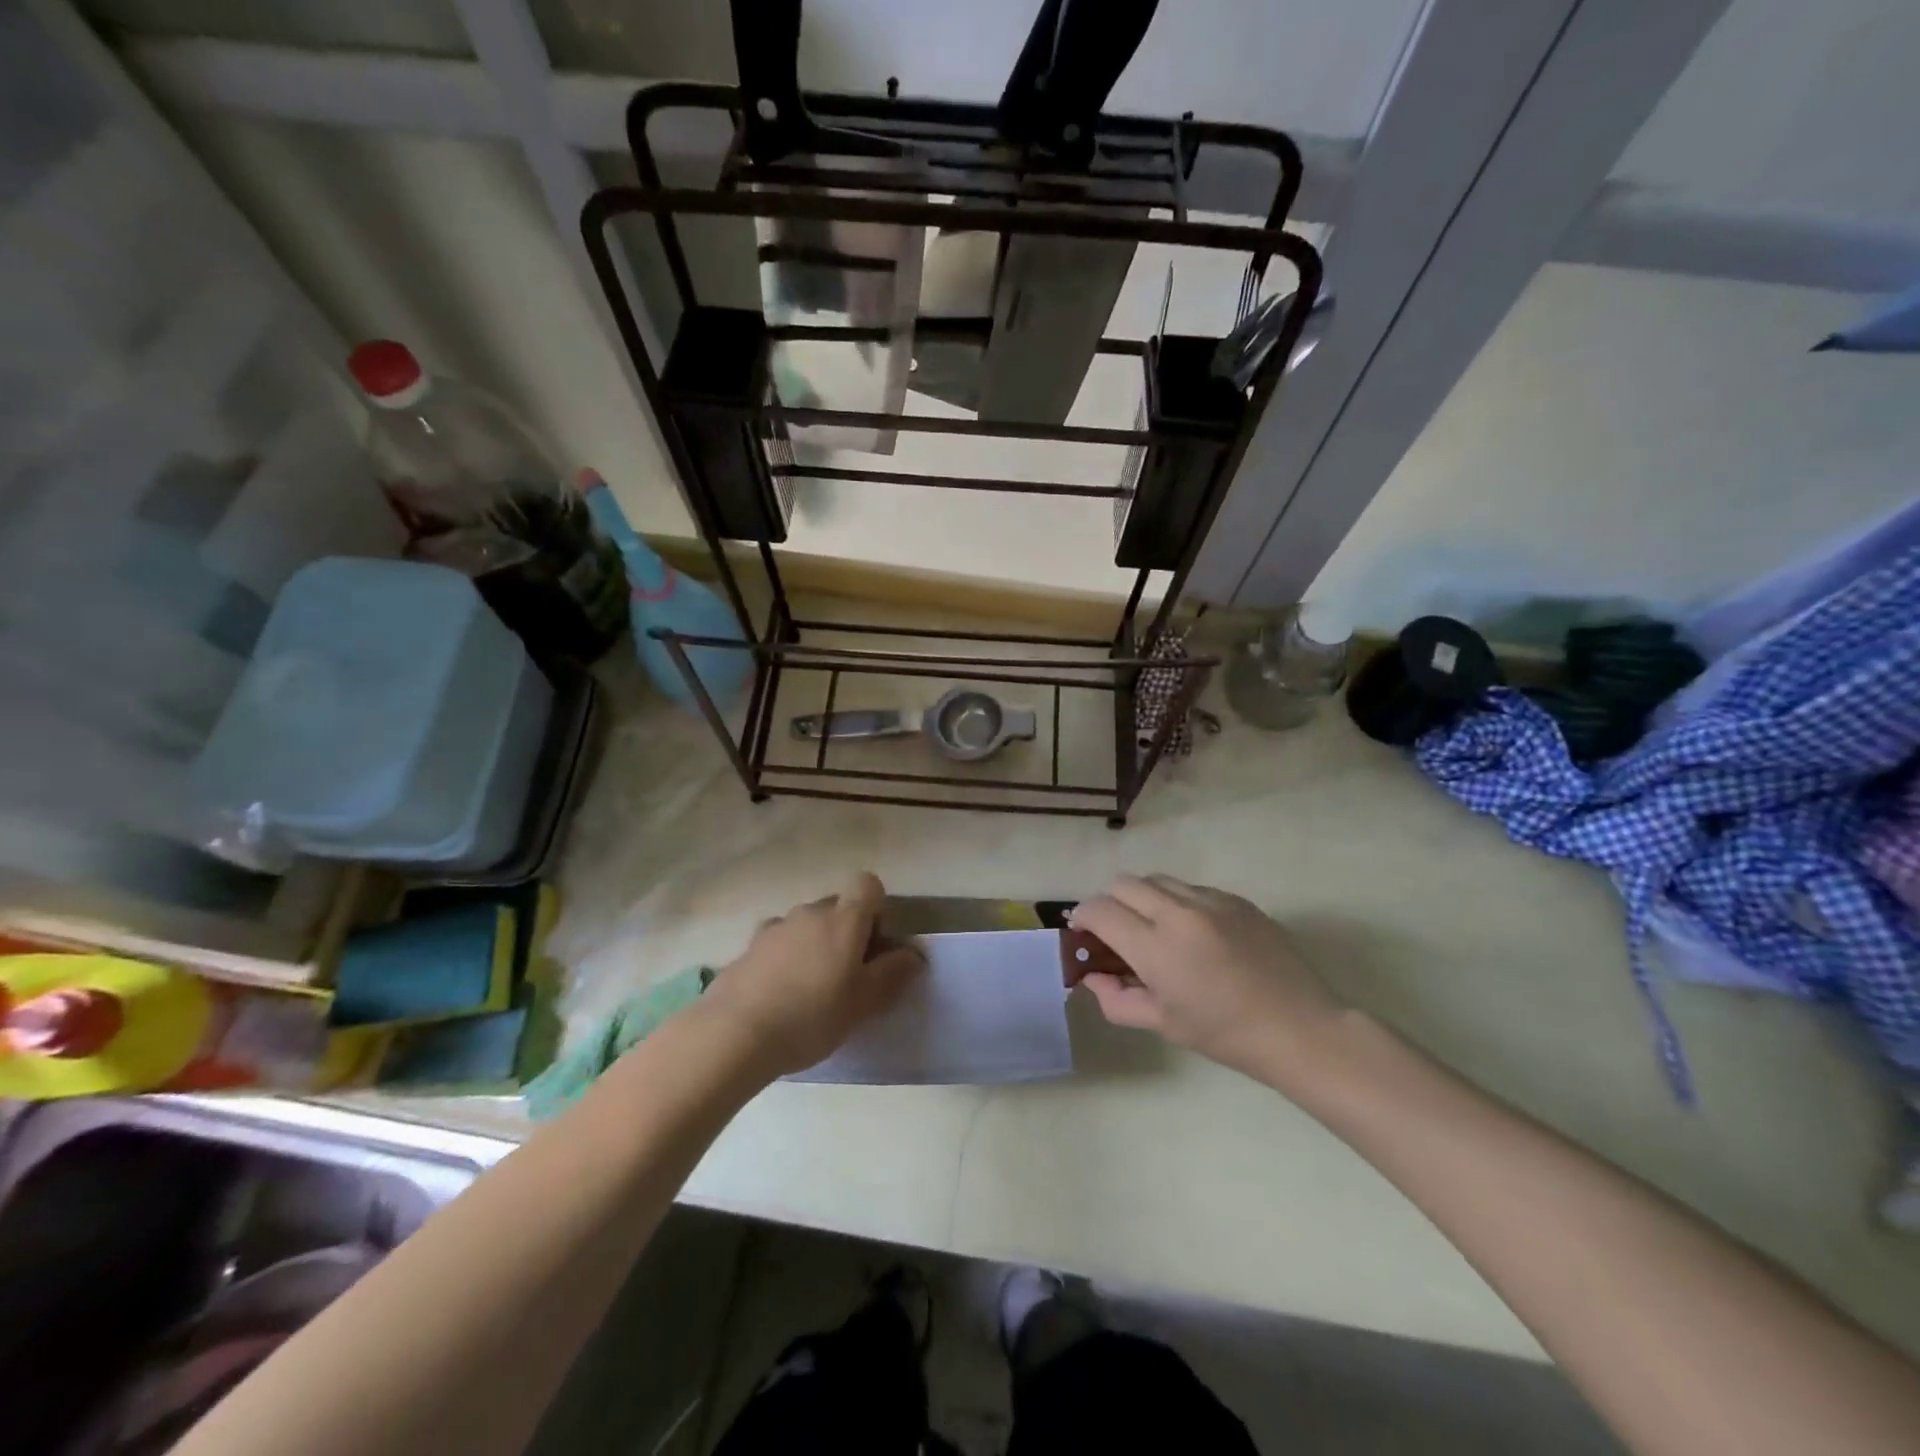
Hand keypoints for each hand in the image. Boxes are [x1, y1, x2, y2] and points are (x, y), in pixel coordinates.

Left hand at [699, 873, 923, 1078]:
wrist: (734, 1034)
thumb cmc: (811, 1016)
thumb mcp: (863, 1002)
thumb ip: (892, 973)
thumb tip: (914, 954)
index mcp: (843, 919)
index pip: (868, 885)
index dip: (877, 909)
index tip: (874, 947)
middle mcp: (810, 912)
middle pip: (837, 906)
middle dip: (847, 932)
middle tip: (847, 976)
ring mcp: (775, 927)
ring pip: (807, 925)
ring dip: (815, 945)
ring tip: (810, 990)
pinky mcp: (748, 947)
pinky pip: (779, 943)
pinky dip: (786, 958)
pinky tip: (780, 995)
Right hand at [1070, 874, 1344, 1085]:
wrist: (1299, 1028)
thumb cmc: (1225, 1034)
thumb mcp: (1163, 1024)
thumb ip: (1116, 998)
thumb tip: (1091, 976)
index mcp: (1156, 946)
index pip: (1100, 910)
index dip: (1082, 917)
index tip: (1082, 933)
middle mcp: (1179, 911)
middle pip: (1123, 884)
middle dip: (1109, 903)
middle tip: (1115, 932)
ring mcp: (1211, 900)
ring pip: (1156, 879)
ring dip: (1142, 897)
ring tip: (1153, 927)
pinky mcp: (1236, 898)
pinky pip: (1191, 887)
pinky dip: (1177, 901)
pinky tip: (1192, 932)